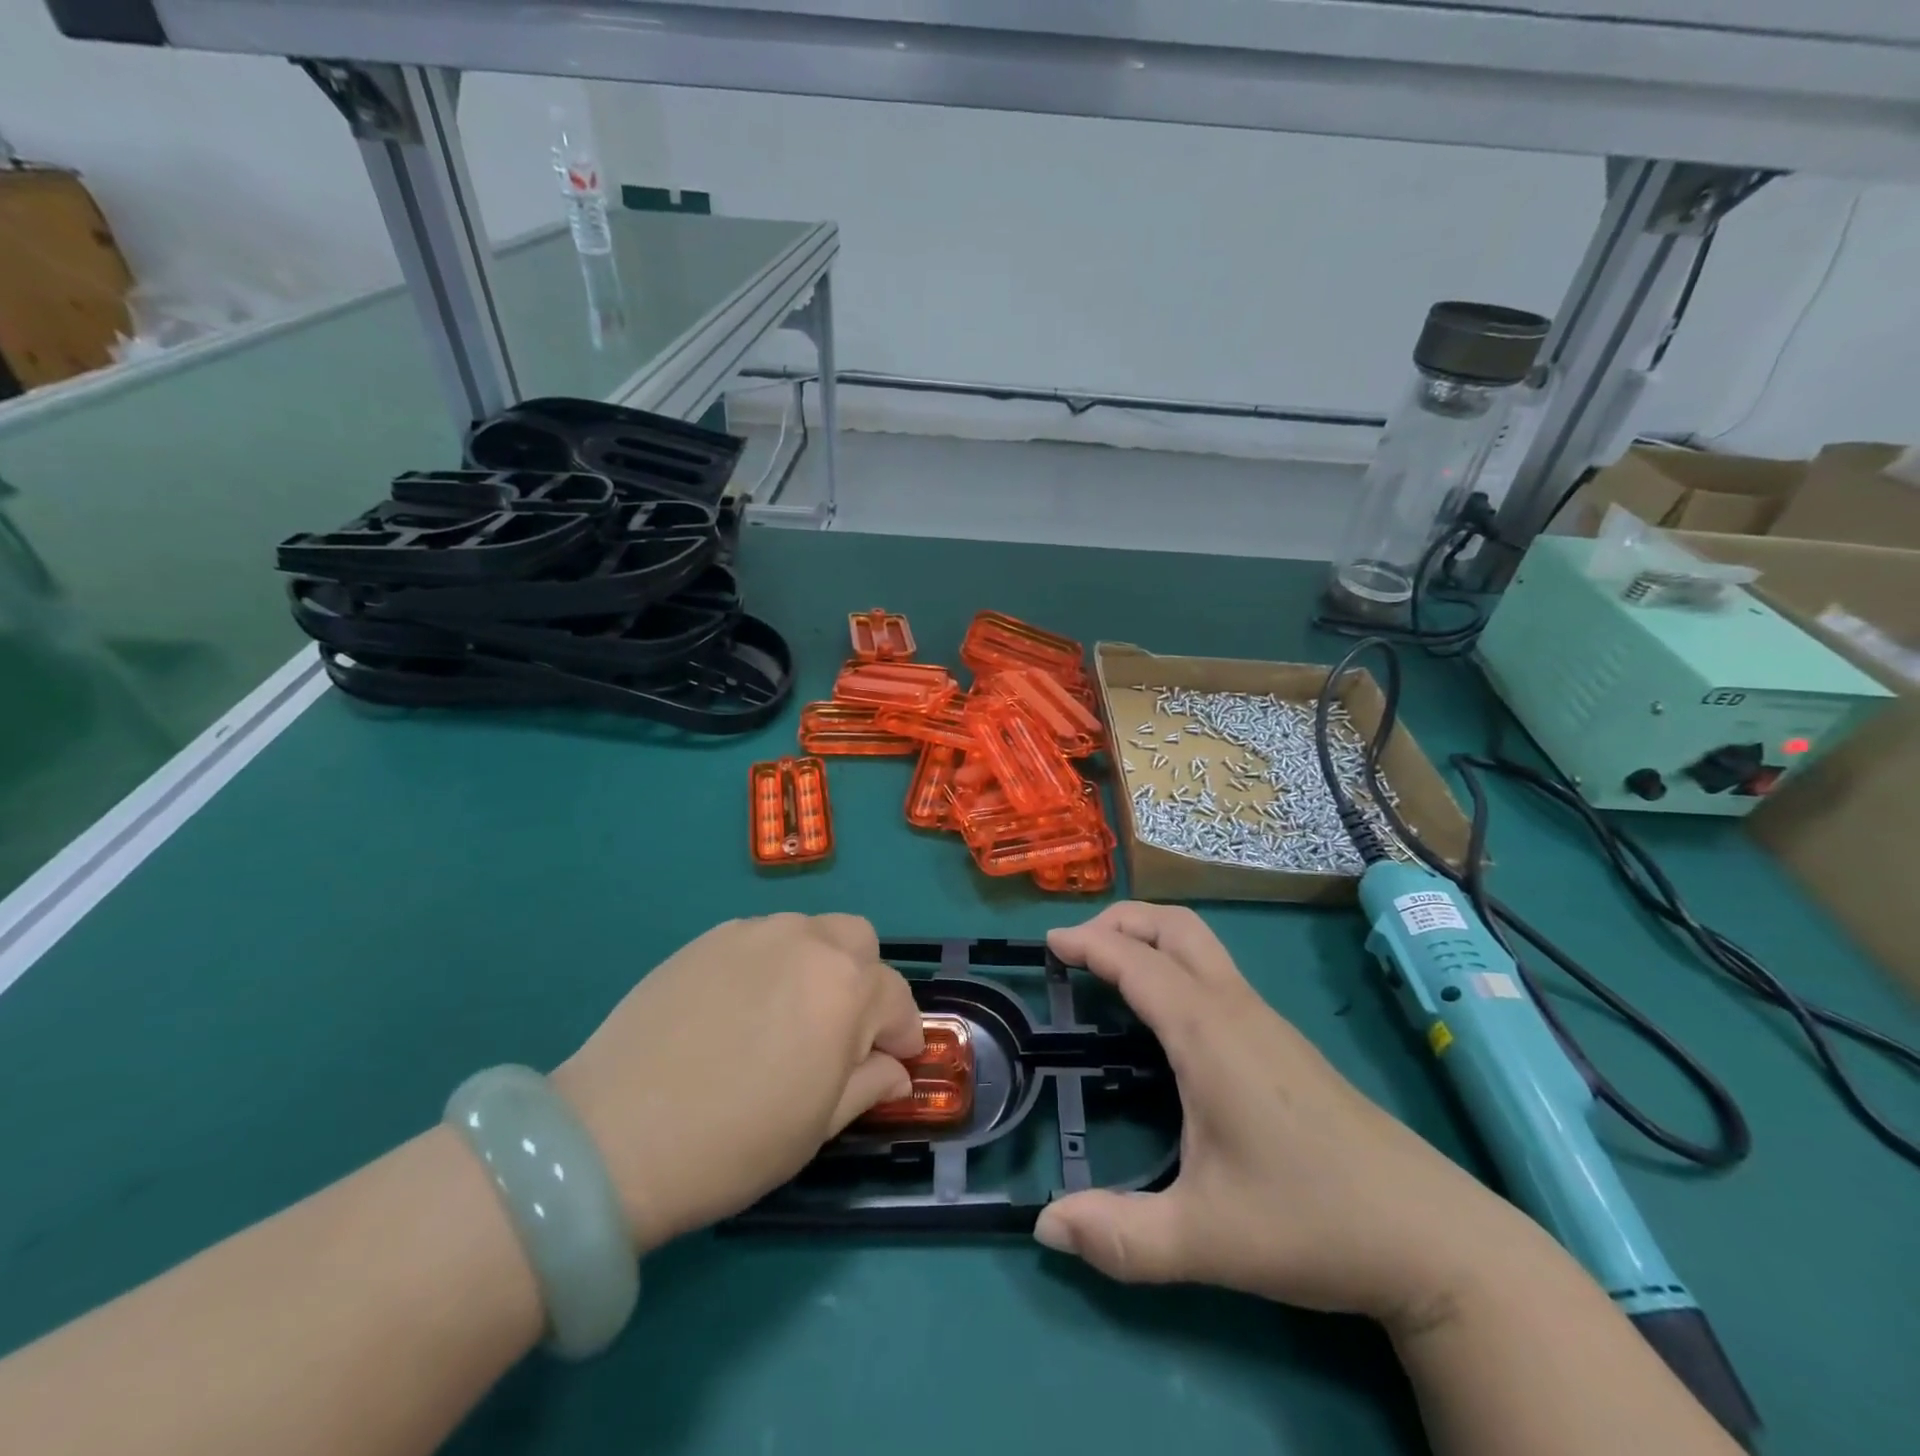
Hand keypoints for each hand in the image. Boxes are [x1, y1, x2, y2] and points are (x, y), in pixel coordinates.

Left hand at [551, 913, 922, 1252]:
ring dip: (817, 965)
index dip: (902, 1033)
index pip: (896, 998)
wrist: (614, 1135)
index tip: (896, 1060)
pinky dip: (770, 963)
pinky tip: (741, 1007)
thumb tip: (895, 1071)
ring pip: (808, 932)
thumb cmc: (734, 1142)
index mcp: (846, 988)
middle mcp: (807, 942)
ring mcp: (753, 933)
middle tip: (842, 1028)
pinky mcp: (707, 939)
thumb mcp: (817, 1126)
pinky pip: (760, 938)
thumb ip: (868, 1085)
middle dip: (864, 979)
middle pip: (859, 941)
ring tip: (787, 1014)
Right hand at [1035, 903, 1528, 1332]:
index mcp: (1208, 1033)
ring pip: (1200, 945)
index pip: (1135, 962)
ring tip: (1110, 966)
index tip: (1048, 943)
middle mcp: (1235, 1009)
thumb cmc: (1311, 1222)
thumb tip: (1044, 1227)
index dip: (1087, 944)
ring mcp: (1265, 1020)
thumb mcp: (1205, 1240)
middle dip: (1122, 920)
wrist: (1431, 1236)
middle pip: (1175, 927)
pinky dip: (1174, 962)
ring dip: (1150, 937)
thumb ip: (1120, 1236)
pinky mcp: (1282, 1040)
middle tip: (1077, 945)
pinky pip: (1216, 973)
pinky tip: (1165, 1012)